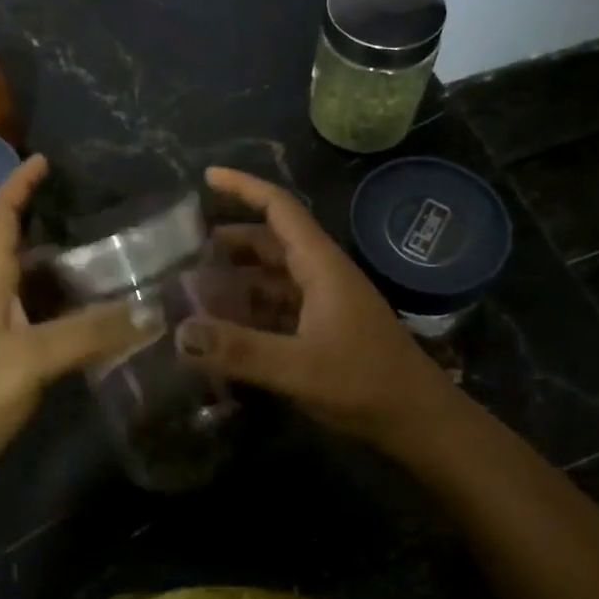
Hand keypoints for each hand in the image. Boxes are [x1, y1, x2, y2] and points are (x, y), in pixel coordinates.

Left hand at [0, 155, 153, 492]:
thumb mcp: (31, 358)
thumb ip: (90, 333)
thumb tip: (151, 311)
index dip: (18, 185)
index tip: (43, 160)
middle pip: (14, 247)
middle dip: (48, 225)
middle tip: (98, 218)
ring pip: (28, 286)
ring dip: (61, 270)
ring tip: (107, 263)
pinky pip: (36, 321)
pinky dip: (64, 311)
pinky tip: (93, 321)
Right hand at [173, 166, 458, 453]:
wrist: (419, 421)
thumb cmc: (365, 383)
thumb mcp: (298, 368)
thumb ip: (239, 350)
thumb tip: (179, 333)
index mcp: (320, 265)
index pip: (279, 208)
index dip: (244, 187)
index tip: (207, 177)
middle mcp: (321, 275)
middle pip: (270, 242)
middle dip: (229, 241)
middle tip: (184, 250)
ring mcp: (325, 303)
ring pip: (273, 277)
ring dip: (237, 278)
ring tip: (194, 289)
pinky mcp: (324, 329)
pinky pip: (278, 306)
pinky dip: (250, 309)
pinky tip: (225, 328)